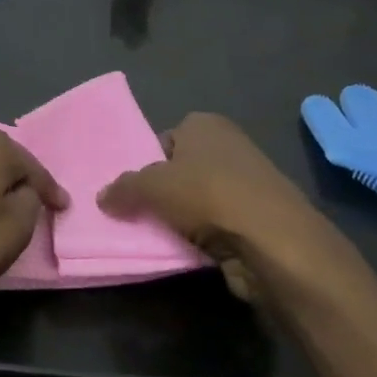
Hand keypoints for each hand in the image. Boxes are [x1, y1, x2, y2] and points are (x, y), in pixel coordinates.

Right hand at [97, 113, 354, 305]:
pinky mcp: (260, 220)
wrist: (274, 243)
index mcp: (205, 124)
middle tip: (137, 213)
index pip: (164, 139)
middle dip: (163, 192)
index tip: (132, 188)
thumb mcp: (150, 186)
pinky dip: (203, 238)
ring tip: (158, 236)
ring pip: (199, 200)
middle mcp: (230, 146)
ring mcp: (249, 184)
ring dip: (182, 218)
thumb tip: (102, 197)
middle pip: (181, 170)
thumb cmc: (208, 195)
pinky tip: (187, 251)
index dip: (146, 162)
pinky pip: (218, 226)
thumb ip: (123, 188)